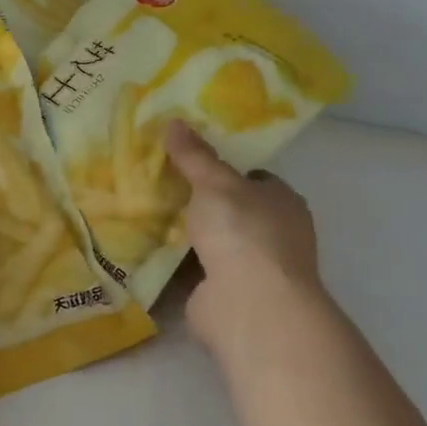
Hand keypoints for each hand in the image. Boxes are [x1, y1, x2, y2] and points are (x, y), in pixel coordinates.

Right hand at [164, 120, 327, 367]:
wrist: (248, 304)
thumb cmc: (243, 232)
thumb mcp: (214, 183)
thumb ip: (195, 155)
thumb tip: (174, 121)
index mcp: (282, 202)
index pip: (254, 179)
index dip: (223, 171)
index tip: (188, 163)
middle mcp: (273, 235)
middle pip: (231, 211)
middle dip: (199, 203)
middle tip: (158, 186)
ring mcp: (251, 269)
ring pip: (212, 243)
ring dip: (186, 236)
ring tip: (144, 214)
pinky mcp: (227, 296)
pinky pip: (195, 272)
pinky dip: (174, 265)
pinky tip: (145, 250)